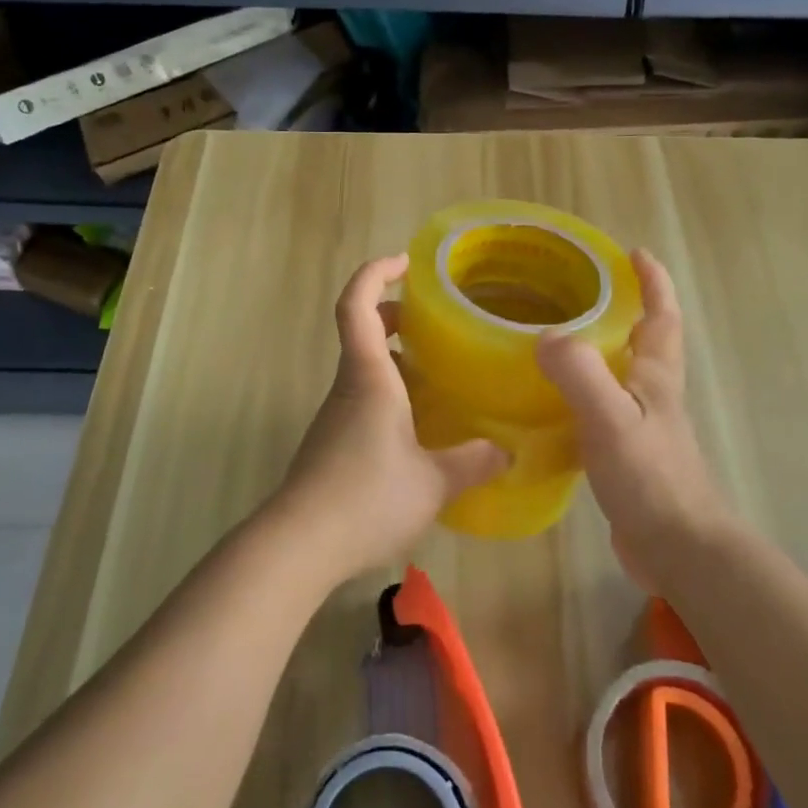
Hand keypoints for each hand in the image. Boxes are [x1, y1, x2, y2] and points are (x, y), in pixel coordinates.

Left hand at [269, 253, 508, 586]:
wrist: (299, 545)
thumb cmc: (367, 497)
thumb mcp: (434, 482)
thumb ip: (474, 462)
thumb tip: (508, 451)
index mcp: (369, 376)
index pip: (356, 304)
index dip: (375, 273)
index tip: (405, 263)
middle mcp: (348, 387)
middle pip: (361, 331)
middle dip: (393, 315)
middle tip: (432, 321)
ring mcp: (336, 417)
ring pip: (364, 370)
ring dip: (396, 361)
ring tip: (439, 377)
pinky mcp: (332, 445)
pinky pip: (363, 402)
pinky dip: (390, 396)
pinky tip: (419, 429)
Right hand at [536, 249, 732, 587]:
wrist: (677, 549)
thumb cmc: (650, 477)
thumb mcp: (610, 418)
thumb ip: (579, 373)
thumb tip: (545, 337)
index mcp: (656, 376)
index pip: (661, 316)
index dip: (652, 282)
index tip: (633, 253)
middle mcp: (654, 395)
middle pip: (644, 341)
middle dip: (624, 310)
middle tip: (580, 292)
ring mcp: (643, 427)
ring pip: (622, 375)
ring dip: (600, 351)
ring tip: (556, 339)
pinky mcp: (628, 456)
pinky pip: (602, 409)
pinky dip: (582, 395)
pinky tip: (551, 405)